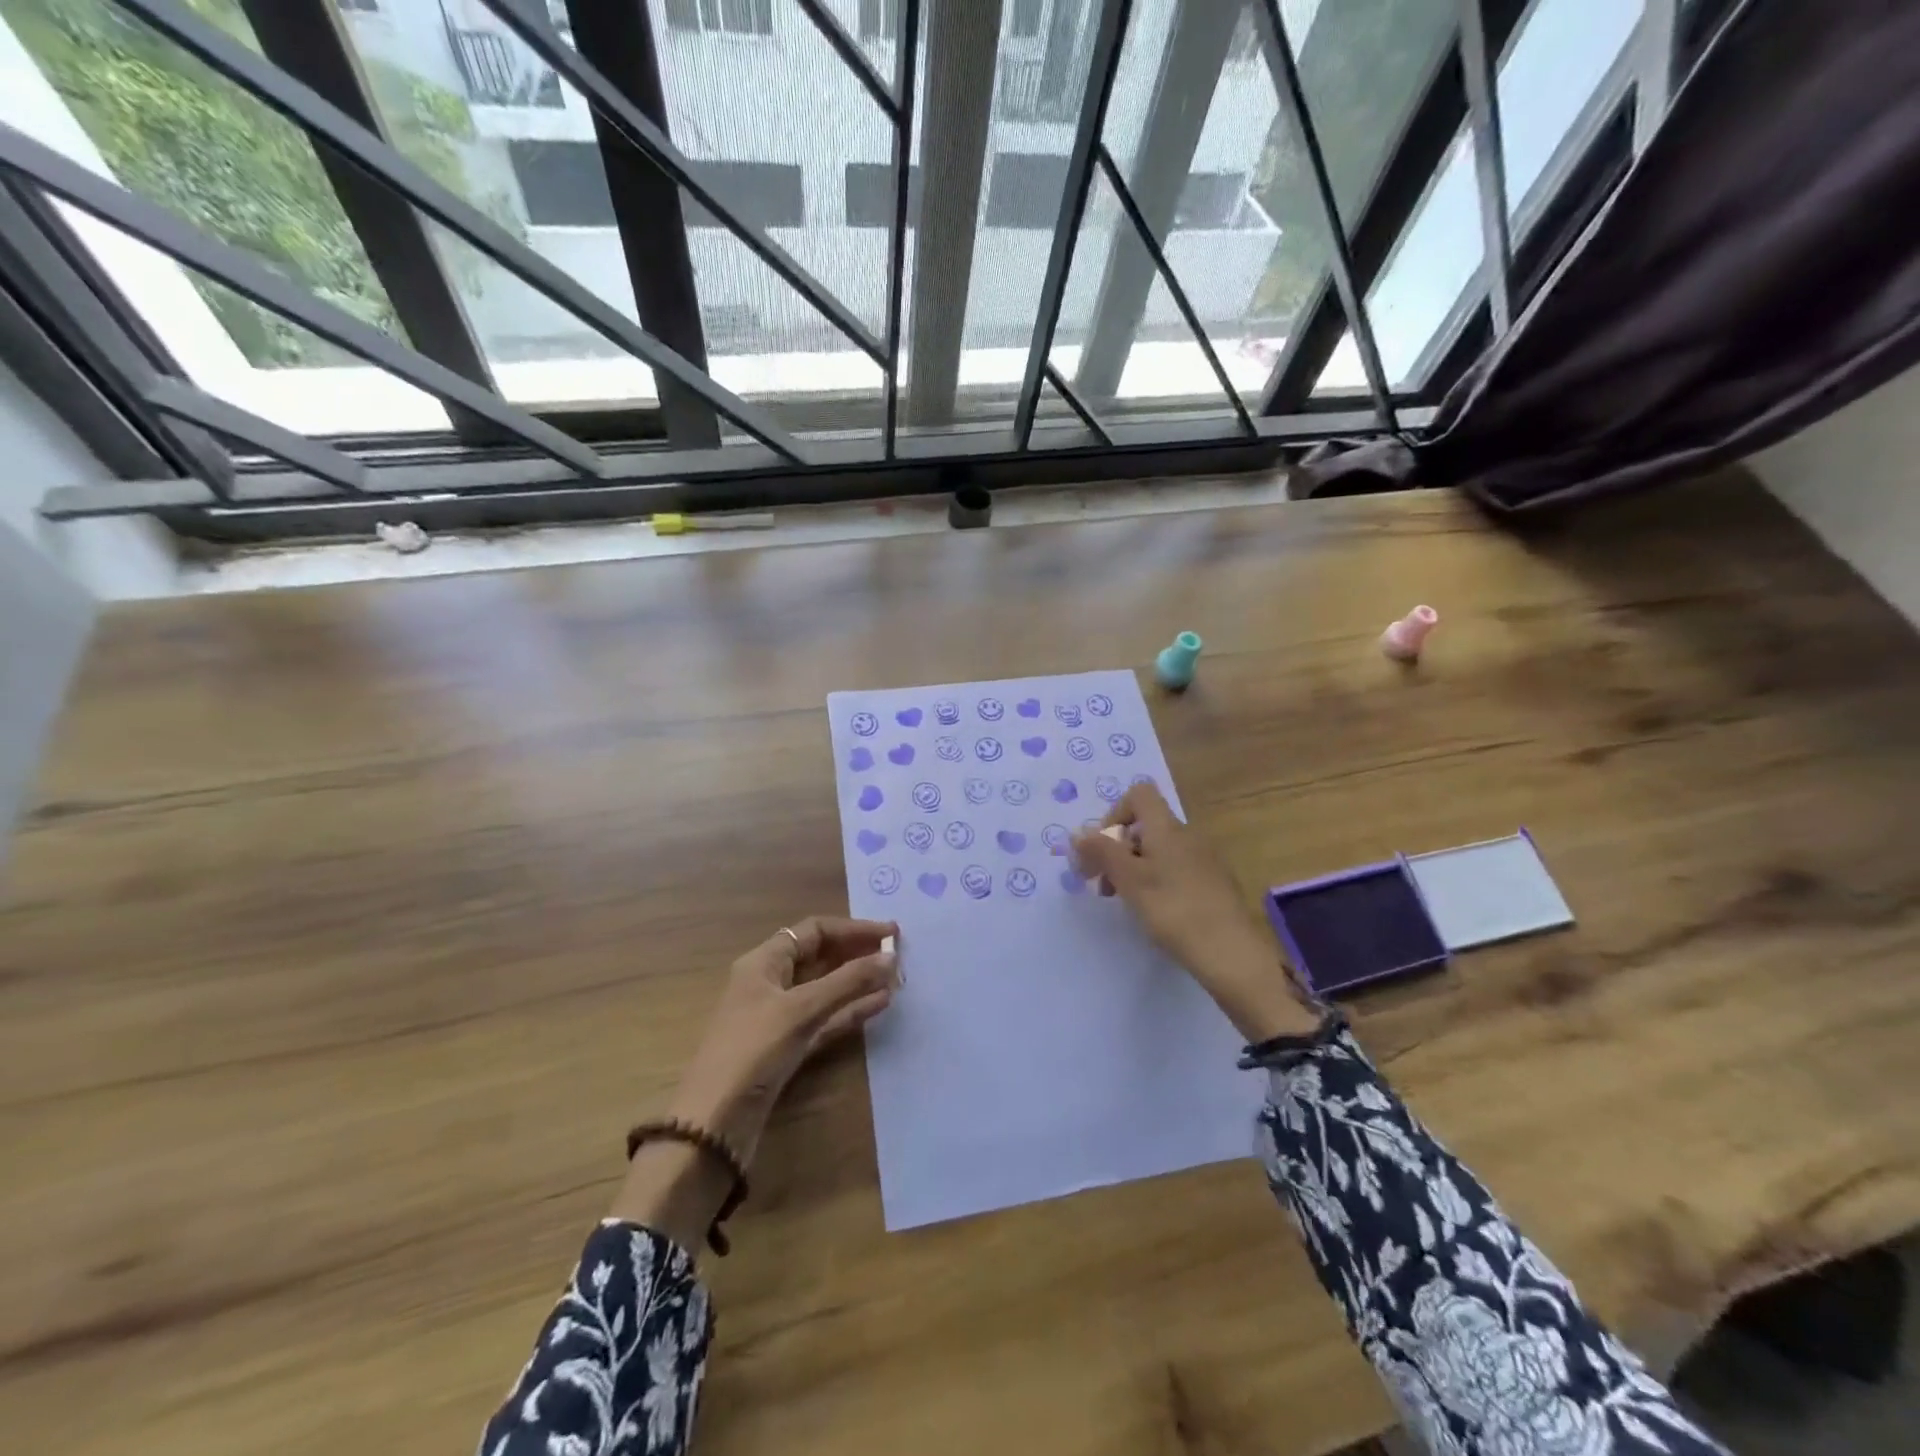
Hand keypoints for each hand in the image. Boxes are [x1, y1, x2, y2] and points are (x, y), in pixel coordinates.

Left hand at [611, 917, 898, 1250]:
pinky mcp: (788, 1047)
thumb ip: (848, 981)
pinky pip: (826, 1018)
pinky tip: (879, 1004)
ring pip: (826, 989)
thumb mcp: (802, 1009)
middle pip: (820, 956)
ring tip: (895, 978)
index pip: (814, 930)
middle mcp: (771, 982)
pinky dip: (850, 1010)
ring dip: (858, 982)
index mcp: (764, 962)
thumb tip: (891, 956)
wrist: (714, 1124)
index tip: (890, 933)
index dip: (853, 928)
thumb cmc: (753, 1051)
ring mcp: (779, 1017)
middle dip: (857, 953)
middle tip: (897, 955)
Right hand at [1071, 786, 1320, 1041]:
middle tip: (1102, 886)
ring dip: (1133, 868)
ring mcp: (1204, 859)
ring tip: (1124, 902)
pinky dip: (1156, 881)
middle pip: (1144, 826)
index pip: (1139, 794)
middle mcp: (1187, 835)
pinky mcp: (1213, 883)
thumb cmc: (1174, 910)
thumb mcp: (1129, 880)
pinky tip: (1155, 912)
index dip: (1114, 814)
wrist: (1231, 953)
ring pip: (1158, 850)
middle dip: (1117, 849)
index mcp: (1167, 828)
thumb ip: (1101, 852)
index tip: (1103, 848)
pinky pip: (1175, 868)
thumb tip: (1077, 833)